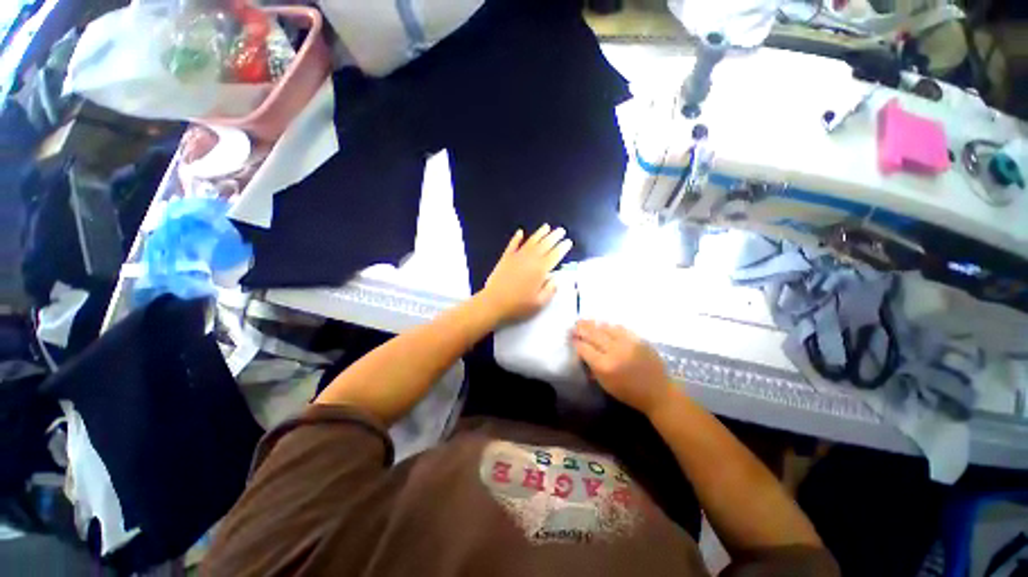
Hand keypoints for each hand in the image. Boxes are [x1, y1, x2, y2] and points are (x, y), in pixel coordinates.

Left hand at [479, 225, 572, 323]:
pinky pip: (512, 245)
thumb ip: (550, 290)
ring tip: (547, 227)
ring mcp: (517, 257)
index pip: (555, 255)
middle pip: (545, 245)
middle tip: (561, 230)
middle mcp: (530, 259)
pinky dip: (516, 238)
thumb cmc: (518, 305)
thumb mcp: (539, 303)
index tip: (568, 242)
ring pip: (531, 241)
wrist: (494, 303)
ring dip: (540, 233)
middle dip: (554, 236)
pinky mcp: (505, 258)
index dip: (562, 248)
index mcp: (540, 270)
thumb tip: (556, 279)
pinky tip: (520, 232)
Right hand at [572, 320, 674, 416]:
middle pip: (593, 335)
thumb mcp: (605, 384)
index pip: (584, 349)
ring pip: (606, 328)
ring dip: (594, 324)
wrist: (658, 392)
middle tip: (574, 324)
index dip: (576, 342)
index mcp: (605, 366)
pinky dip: (610, 327)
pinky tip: (604, 325)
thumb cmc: (628, 392)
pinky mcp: (639, 339)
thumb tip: (583, 351)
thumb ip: (592, 367)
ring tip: (585, 321)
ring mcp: (628, 343)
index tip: (571, 337)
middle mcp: (615, 351)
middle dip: (582, 329)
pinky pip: (620, 328)